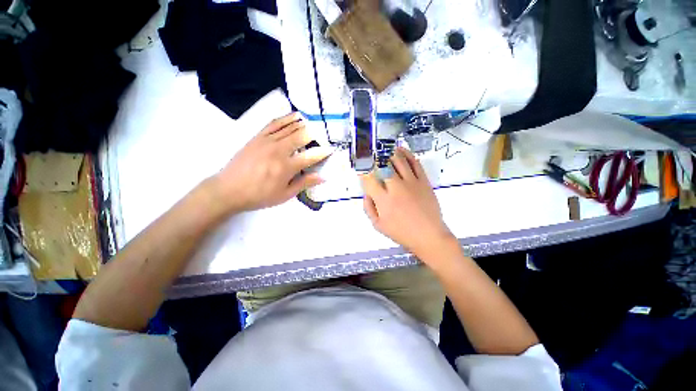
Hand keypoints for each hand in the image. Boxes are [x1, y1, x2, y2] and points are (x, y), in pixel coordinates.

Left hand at [210, 113, 331, 212]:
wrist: (228, 189)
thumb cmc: (259, 195)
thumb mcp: (285, 195)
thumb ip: (304, 183)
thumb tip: (322, 177)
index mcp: (287, 167)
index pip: (311, 156)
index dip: (323, 152)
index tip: (331, 150)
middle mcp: (279, 150)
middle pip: (301, 136)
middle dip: (315, 134)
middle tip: (323, 134)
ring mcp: (267, 141)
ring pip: (289, 127)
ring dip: (303, 123)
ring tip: (313, 122)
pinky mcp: (257, 137)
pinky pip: (274, 123)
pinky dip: (286, 118)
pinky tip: (294, 116)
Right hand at [361, 147, 455, 260]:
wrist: (429, 235)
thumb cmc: (402, 232)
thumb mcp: (379, 225)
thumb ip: (369, 208)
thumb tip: (366, 193)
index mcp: (383, 200)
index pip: (369, 179)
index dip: (363, 171)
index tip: (360, 167)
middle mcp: (396, 187)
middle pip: (383, 166)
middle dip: (375, 158)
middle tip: (371, 154)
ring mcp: (411, 182)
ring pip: (398, 160)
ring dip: (389, 152)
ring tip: (384, 148)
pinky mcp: (423, 181)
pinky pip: (415, 163)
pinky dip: (407, 154)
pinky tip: (401, 150)